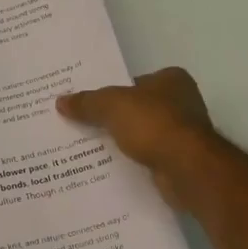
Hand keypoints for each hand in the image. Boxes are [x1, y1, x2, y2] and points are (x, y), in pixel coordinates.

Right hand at [56, 67, 218, 211]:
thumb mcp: (111, 106)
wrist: (186, 169)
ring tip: (88, 148)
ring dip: (123, 141)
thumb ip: (87, 102)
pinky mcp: (181, 160)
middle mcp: (182, 102)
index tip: (87, 104)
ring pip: (143, 134)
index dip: (110, 91)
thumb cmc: (153, 124)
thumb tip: (61, 101)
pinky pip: (148, 156)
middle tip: (82, 125)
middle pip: (138, 108)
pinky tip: (110, 167)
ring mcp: (184, 134)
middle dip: (114, 118)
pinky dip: (133, 161)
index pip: (134, 82)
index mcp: (172, 79)